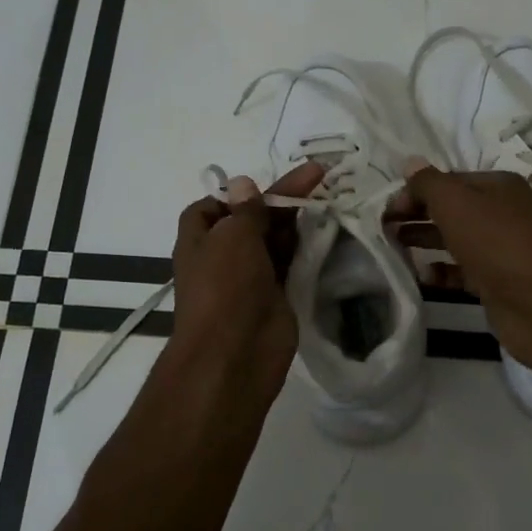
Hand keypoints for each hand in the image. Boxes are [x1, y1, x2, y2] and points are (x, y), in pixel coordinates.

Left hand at [168, 161, 324, 392]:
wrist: (235, 353)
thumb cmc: (225, 286)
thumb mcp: (233, 236)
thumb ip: (246, 210)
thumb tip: (243, 183)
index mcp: (200, 238)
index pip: (214, 206)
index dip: (238, 193)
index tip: (266, 184)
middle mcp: (223, 255)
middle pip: (253, 219)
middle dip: (281, 199)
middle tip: (319, 177)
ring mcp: (250, 277)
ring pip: (275, 241)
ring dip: (298, 223)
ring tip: (331, 198)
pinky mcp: (276, 295)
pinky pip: (291, 264)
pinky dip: (307, 249)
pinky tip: (329, 231)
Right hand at [394, 164, 531, 381]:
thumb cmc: (497, 242)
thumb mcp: (456, 203)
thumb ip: (429, 184)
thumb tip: (410, 163)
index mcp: (497, 186)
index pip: (448, 181)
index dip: (415, 191)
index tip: (386, 209)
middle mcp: (502, 213)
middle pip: (452, 209)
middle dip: (417, 215)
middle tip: (383, 227)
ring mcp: (502, 250)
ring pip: (455, 240)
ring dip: (425, 241)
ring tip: (394, 247)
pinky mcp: (498, 283)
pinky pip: (463, 272)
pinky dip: (442, 272)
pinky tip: (422, 276)